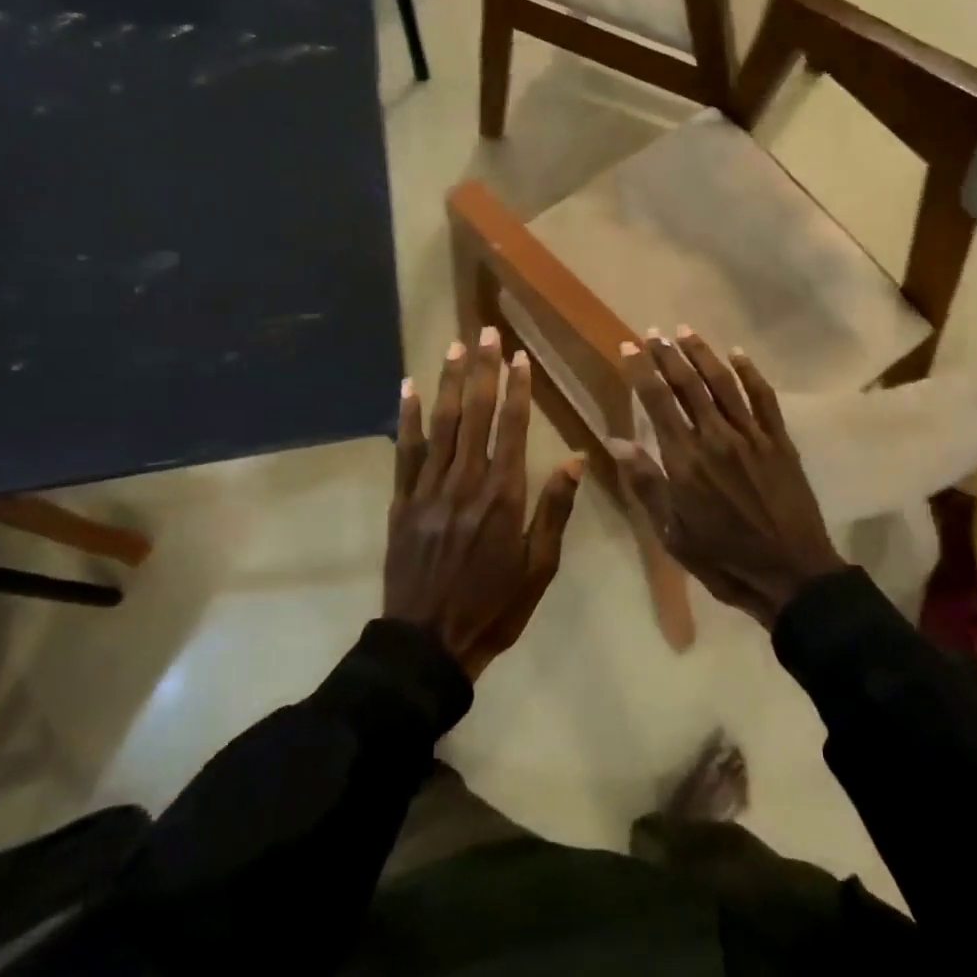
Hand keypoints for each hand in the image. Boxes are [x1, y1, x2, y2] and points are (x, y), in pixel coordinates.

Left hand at [387, 327, 584, 677]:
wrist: (428, 644)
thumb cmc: (494, 607)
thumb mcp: (540, 567)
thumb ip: (555, 509)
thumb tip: (575, 459)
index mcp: (503, 496)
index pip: (511, 427)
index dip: (516, 389)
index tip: (519, 357)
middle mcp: (465, 481)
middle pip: (475, 414)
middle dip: (483, 370)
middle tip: (486, 333)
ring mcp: (428, 489)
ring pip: (441, 424)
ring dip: (449, 382)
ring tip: (455, 347)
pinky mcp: (401, 501)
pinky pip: (405, 451)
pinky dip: (408, 418)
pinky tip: (409, 388)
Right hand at [610, 328, 844, 628]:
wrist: (791, 573)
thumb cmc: (724, 558)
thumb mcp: (672, 532)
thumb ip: (646, 483)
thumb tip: (616, 441)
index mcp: (685, 460)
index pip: (657, 402)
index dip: (641, 371)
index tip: (629, 347)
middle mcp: (716, 438)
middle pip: (688, 384)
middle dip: (667, 355)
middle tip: (653, 332)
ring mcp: (751, 436)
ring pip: (723, 383)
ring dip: (702, 354)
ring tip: (685, 331)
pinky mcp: (779, 441)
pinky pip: (763, 398)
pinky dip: (750, 373)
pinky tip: (737, 354)